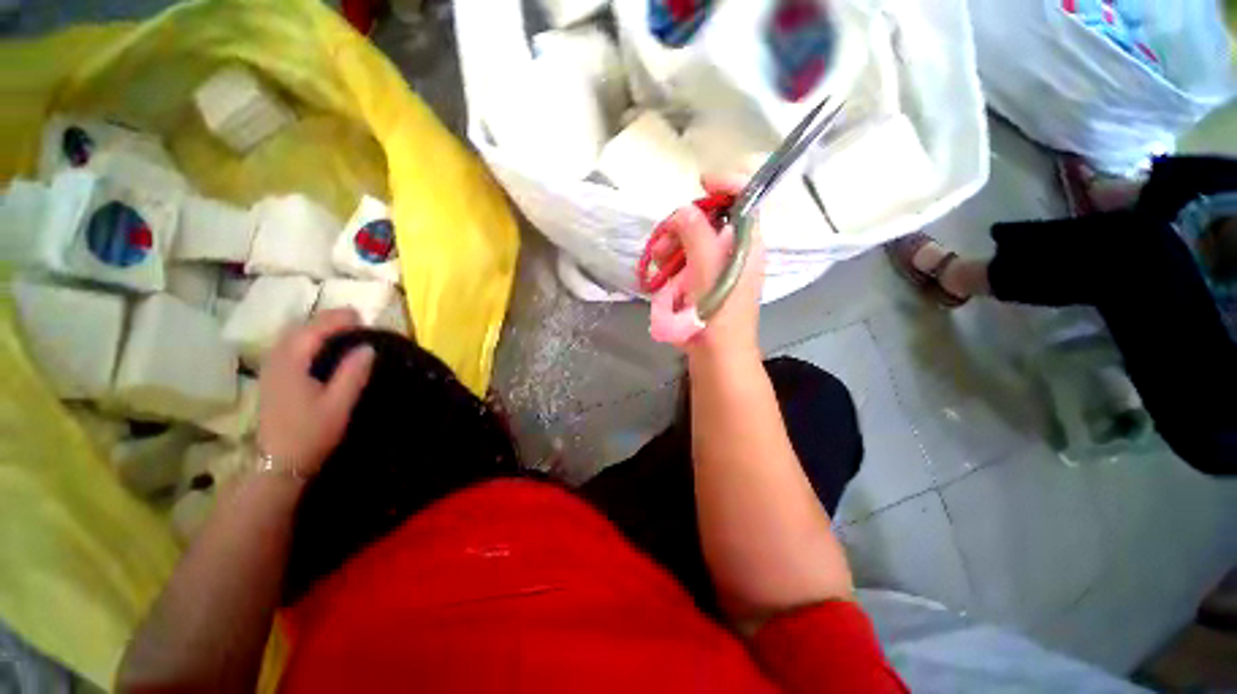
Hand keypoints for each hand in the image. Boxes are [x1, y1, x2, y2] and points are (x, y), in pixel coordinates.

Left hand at [257, 309, 374, 478]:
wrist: (279, 463)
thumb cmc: (311, 434)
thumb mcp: (338, 404)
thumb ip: (352, 373)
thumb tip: (368, 347)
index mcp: (291, 364)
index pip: (314, 330)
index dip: (337, 319)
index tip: (362, 317)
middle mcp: (276, 360)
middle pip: (299, 329)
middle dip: (327, 321)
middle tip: (356, 323)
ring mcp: (270, 369)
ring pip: (291, 337)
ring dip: (316, 330)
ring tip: (343, 333)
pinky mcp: (272, 379)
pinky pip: (288, 348)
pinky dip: (306, 341)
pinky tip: (321, 350)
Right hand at [655, 175, 764, 360]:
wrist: (716, 353)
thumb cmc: (715, 311)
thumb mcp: (706, 268)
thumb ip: (697, 232)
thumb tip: (685, 210)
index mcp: (747, 243)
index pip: (745, 199)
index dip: (726, 183)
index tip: (700, 182)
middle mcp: (737, 252)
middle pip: (711, 222)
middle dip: (682, 227)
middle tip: (661, 242)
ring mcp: (721, 269)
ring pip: (695, 243)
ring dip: (673, 248)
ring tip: (657, 264)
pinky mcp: (707, 284)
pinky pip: (689, 263)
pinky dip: (674, 265)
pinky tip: (663, 278)